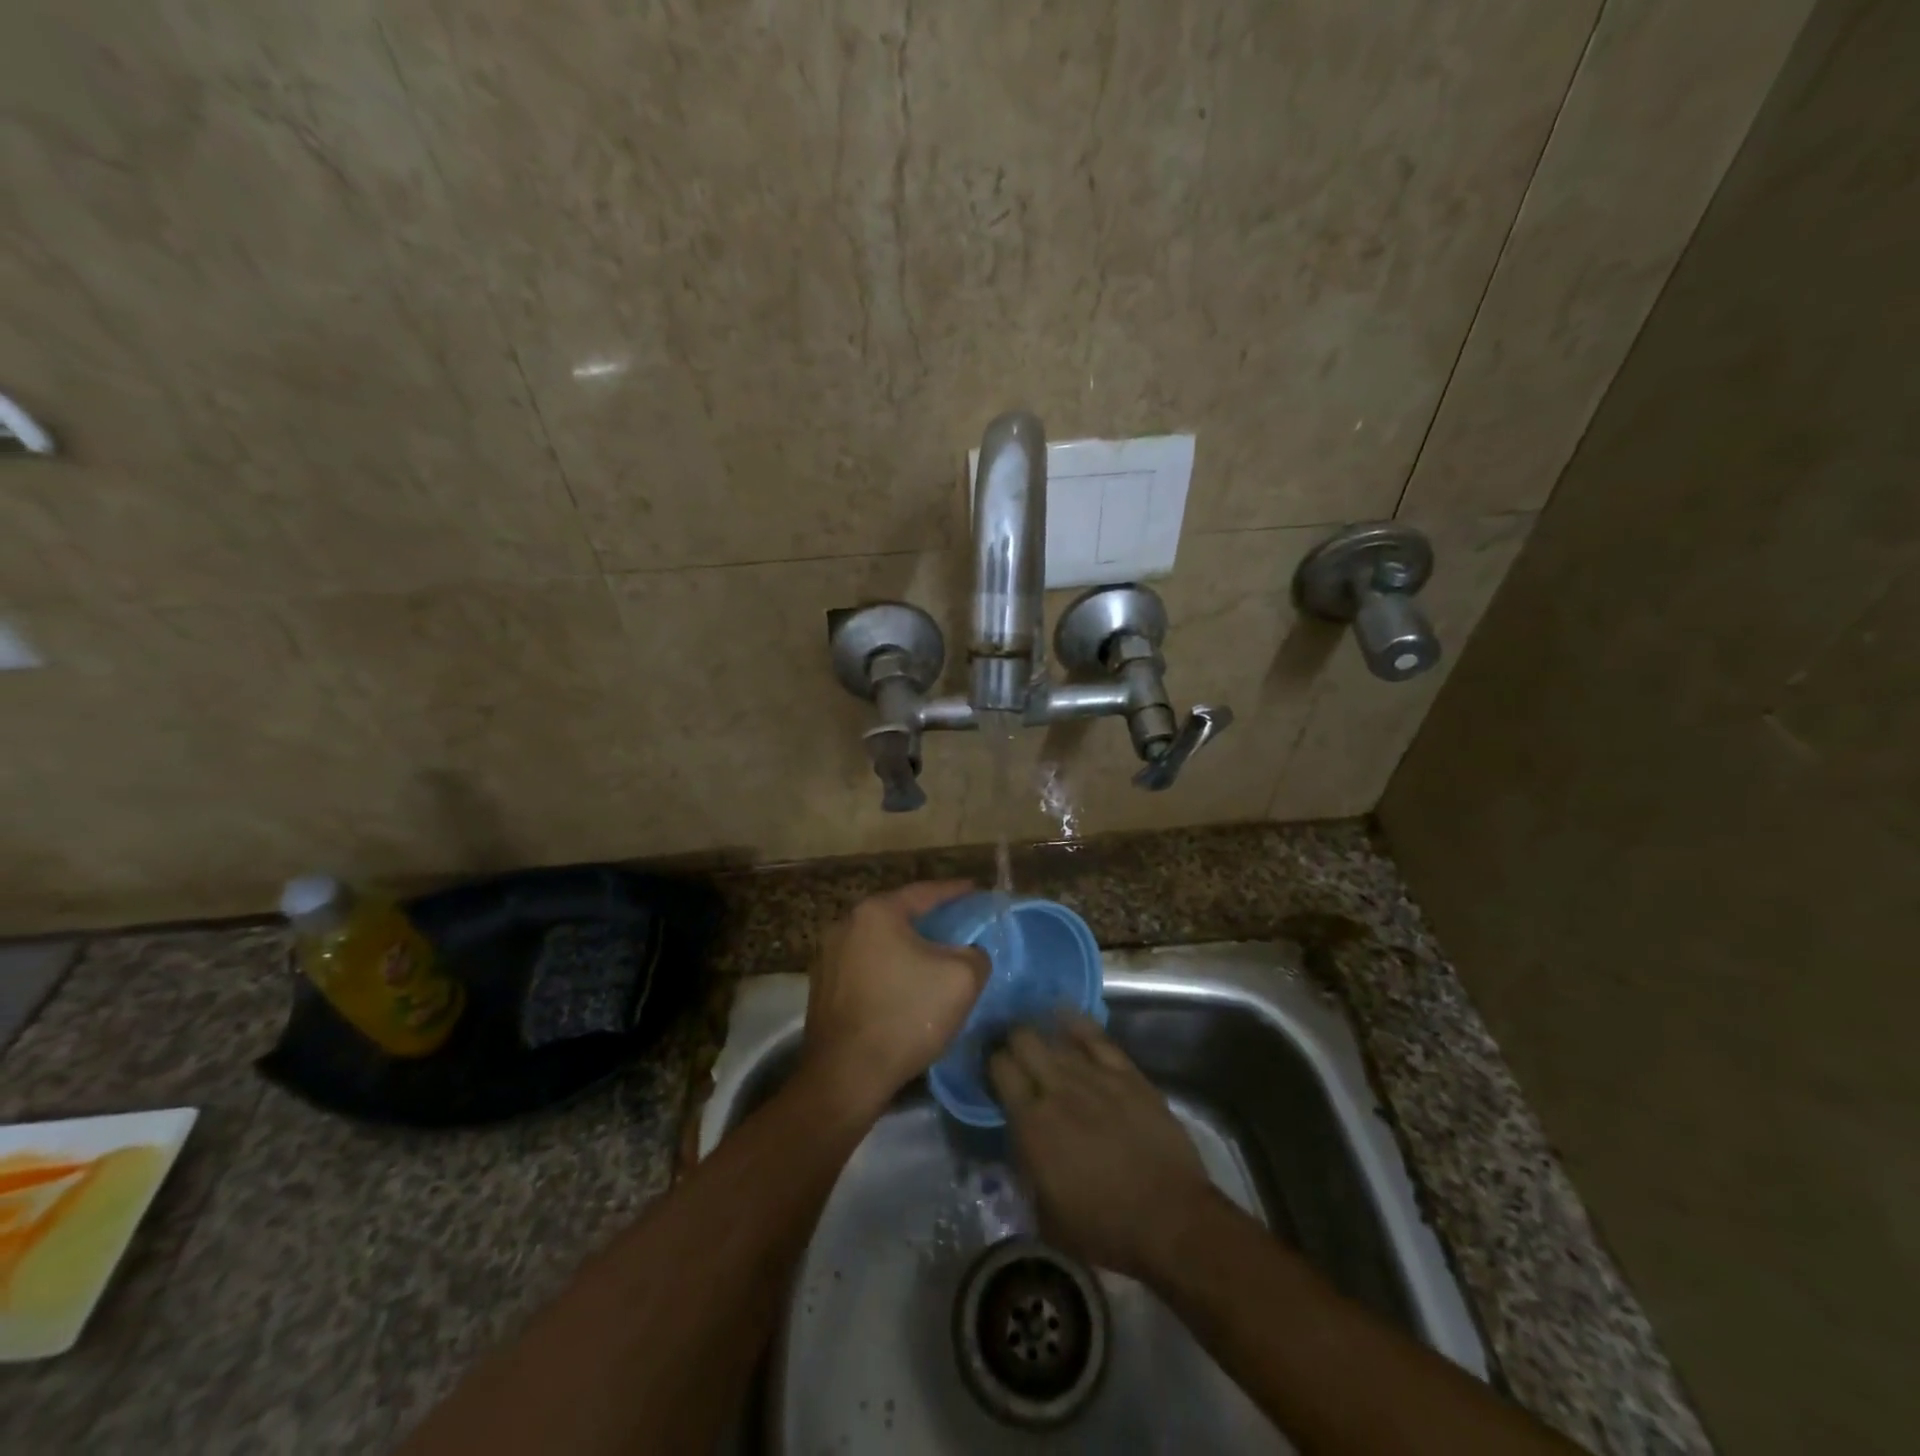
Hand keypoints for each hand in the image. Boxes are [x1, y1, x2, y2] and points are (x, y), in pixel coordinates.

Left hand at [802, 882, 989, 1119]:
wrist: (845, 1076)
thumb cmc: (905, 1016)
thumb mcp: (962, 979)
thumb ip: (975, 953)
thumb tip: (970, 952)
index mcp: (876, 912)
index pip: (925, 892)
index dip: (955, 892)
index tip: (976, 891)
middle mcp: (846, 924)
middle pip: (899, 916)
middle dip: (930, 920)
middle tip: (959, 926)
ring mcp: (828, 956)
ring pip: (880, 943)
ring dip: (907, 948)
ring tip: (934, 958)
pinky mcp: (823, 987)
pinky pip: (866, 967)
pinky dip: (888, 970)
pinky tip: (905, 987)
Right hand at [989, 1015, 1219, 1279]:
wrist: (1169, 1220)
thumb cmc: (1104, 1228)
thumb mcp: (1045, 1212)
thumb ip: (1026, 1167)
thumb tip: (1019, 1142)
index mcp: (1031, 1123)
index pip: (999, 1069)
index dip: (993, 1064)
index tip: (994, 1069)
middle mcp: (1057, 1088)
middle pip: (1024, 1040)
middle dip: (1014, 1040)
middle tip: (1015, 1052)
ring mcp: (1094, 1075)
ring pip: (1056, 1036)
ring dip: (1043, 1035)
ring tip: (1039, 1038)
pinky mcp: (1127, 1073)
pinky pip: (1096, 1037)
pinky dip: (1077, 1025)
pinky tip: (1066, 1016)